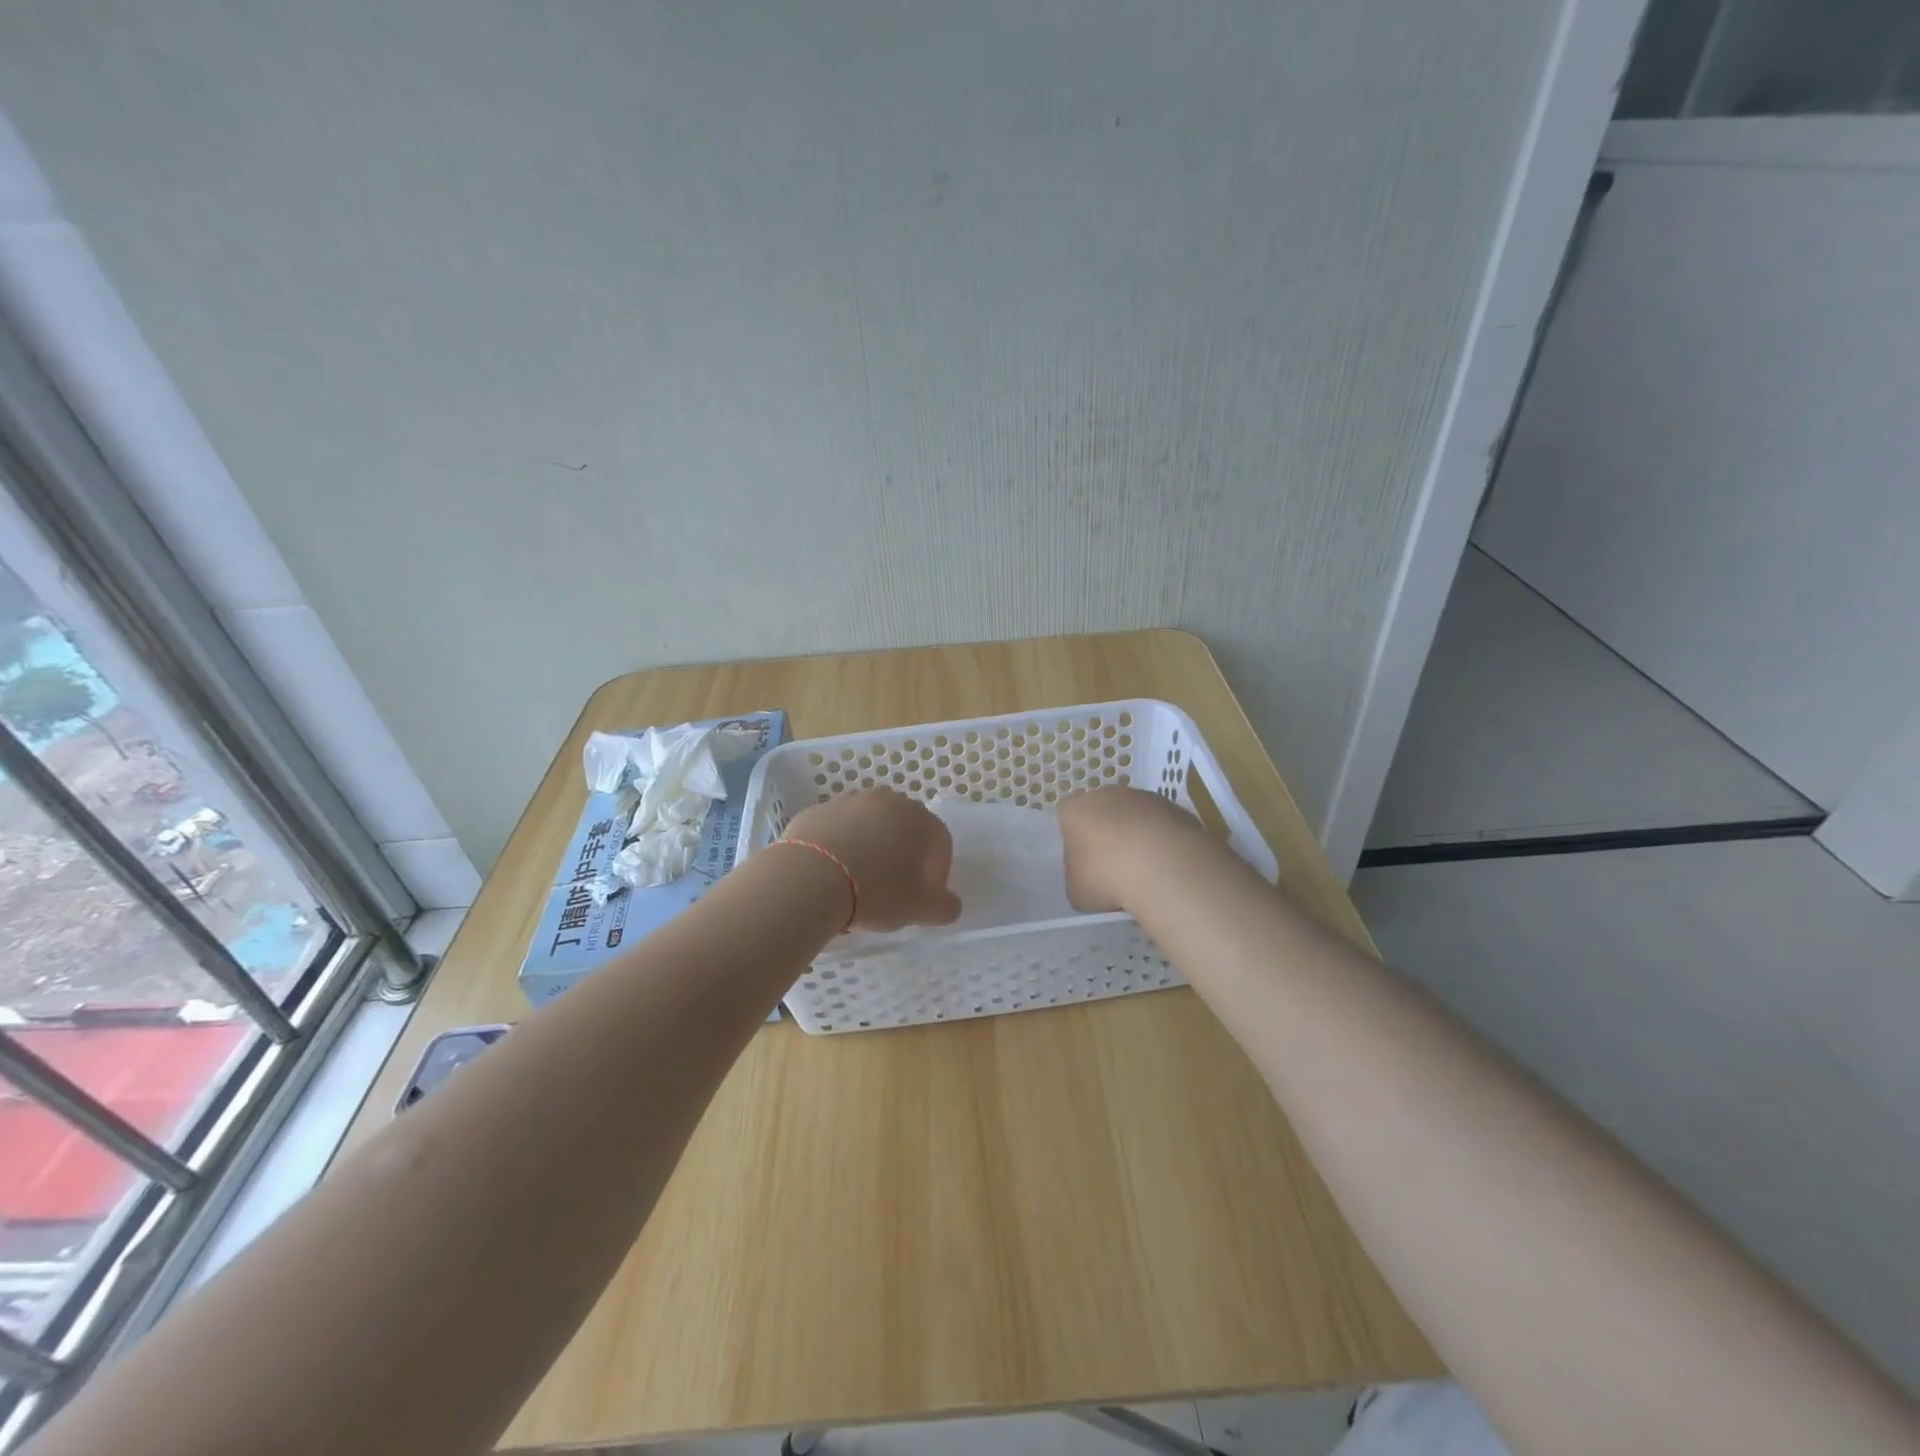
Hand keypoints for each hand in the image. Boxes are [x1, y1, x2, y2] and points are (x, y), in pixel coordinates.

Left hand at [783, 789, 962, 930]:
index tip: (921, 898)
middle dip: (901, 857)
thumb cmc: (877, 891)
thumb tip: (950, 904)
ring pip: (868, 828)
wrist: (811, 877)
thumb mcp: (921, 908)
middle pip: (903, 831)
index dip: (935, 874)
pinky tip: (830, 875)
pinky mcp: (818, 810)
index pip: (940, 845)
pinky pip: (837, 831)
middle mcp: (889, 801)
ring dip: (869, 850)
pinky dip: (839, 848)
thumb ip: (945, 906)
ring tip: (856, 885)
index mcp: (921, 820)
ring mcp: (850, 802)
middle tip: (889, 890)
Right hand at [1058, 786, 1212, 911]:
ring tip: (1145, 870)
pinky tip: (1166, 865)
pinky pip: (1161, 825)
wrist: (1161, 865)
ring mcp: (1142, 797)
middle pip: (1102, 812)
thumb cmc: (1105, 876)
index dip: (1076, 843)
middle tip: (1115, 867)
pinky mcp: (1173, 806)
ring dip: (1137, 837)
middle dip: (1107, 835)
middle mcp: (1106, 794)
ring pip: (1134, 817)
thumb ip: (1078, 879)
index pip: (1068, 820)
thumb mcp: (1077, 891)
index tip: (1086, 866)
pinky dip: (1162, 841)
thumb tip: (1090, 879)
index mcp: (1074, 810)